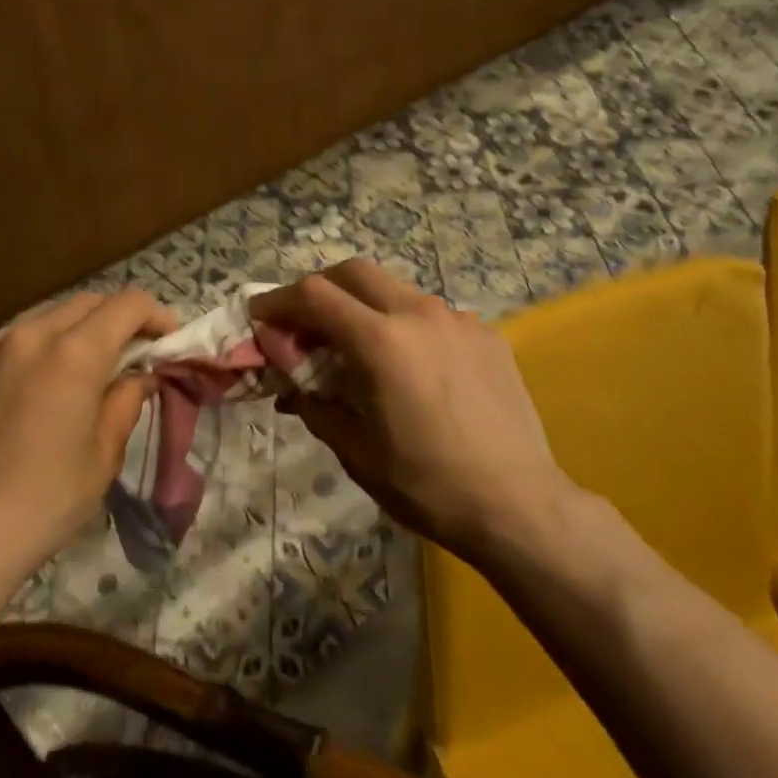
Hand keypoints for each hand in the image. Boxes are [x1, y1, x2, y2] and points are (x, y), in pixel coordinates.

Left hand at [0, 290, 176, 595]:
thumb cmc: (45, 501)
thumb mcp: (103, 455)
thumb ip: (127, 401)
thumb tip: (140, 376)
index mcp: (73, 353)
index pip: (127, 304)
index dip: (157, 315)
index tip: (168, 342)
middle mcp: (30, 335)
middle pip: (88, 302)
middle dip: (119, 319)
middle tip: (134, 354)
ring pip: (47, 316)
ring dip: (78, 329)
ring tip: (88, 367)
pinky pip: (12, 339)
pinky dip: (39, 347)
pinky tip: (39, 385)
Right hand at [253, 261, 575, 563]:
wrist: (518, 505)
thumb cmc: (426, 484)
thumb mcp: (355, 450)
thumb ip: (314, 403)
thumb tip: (289, 385)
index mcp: (381, 341)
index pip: (314, 295)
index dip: (278, 300)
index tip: (259, 316)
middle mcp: (419, 314)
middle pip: (354, 272)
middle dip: (319, 289)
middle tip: (304, 324)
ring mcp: (459, 320)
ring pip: (395, 290)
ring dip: (363, 307)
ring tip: (356, 350)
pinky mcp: (486, 335)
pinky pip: (432, 315)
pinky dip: (404, 326)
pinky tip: (409, 368)